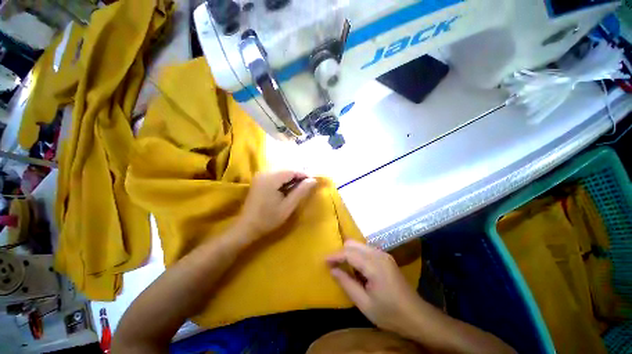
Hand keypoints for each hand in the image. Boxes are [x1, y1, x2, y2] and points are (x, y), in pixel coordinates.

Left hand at [239, 170, 316, 239]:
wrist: (247, 226)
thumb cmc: (269, 218)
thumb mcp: (288, 206)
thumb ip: (301, 191)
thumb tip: (313, 180)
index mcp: (271, 178)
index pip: (292, 170)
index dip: (304, 174)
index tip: (313, 182)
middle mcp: (265, 173)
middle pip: (287, 169)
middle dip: (298, 175)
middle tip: (307, 185)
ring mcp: (261, 175)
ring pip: (282, 171)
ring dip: (292, 177)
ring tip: (299, 187)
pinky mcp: (260, 180)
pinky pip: (276, 175)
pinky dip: (284, 179)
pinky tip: (288, 188)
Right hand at [326, 240, 428, 335]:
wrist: (417, 316)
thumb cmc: (390, 314)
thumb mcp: (364, 303)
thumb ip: (347, 284)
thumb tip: (333, 270)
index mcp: (374, 265)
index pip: (349, 253)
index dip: (335, 255)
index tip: (324, 261)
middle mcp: (378, 254)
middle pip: (353, 244)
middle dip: (341, 252)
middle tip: (333, 264)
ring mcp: (383, 254)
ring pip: (359, 245)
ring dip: (349, 253)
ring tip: (342, 266)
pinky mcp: (386, 257)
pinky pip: (366, 250)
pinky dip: (357, 255)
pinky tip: (355, 268)